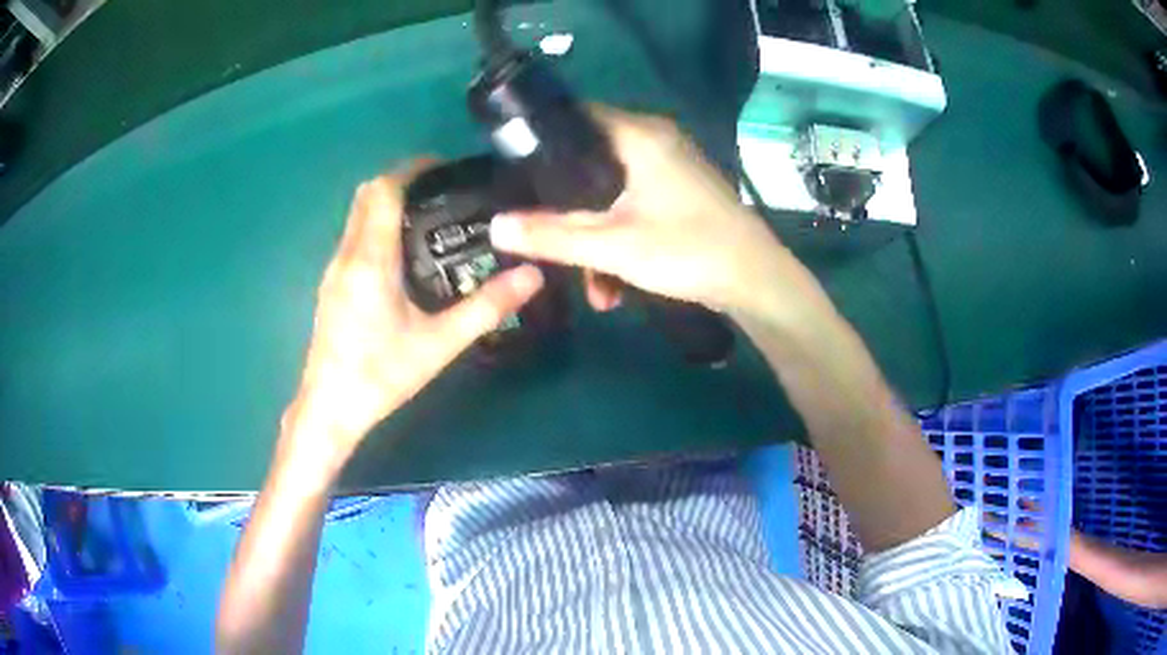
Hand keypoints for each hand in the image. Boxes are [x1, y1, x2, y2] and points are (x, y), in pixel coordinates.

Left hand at [283, 163, 543, 468]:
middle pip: (367, 196)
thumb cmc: (381, 375)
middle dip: (401, 181)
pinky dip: (377, 227)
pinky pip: (354, 239)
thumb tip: (531, 275)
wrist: (329, 408)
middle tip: (442, 190)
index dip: (411, 169)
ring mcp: (333, 271)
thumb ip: (486, 308)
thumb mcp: (439, 344)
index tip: (443, 166)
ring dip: (388, 205)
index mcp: (370, 259)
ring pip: (357, 218)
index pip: (384, 191)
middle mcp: (346, 255)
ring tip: (429, 218)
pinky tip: (403, 256)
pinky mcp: (331, 287)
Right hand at [488, 107, 787, 317]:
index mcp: (640, 135)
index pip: (575, 117)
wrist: (757, 281)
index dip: (541, 143)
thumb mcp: (613, 247)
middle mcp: (656, 139)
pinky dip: (621, 238)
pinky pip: (634, 204)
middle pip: (589, 161)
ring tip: (596, 288)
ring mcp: (671, 166)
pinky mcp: (680, 191)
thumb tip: (495, 227)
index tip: (516, 177)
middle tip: (548, 238)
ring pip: (611, 191)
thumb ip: (552, 235)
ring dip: (597, 237)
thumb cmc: (689, 251)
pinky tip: (616, 284)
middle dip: (569, 208)